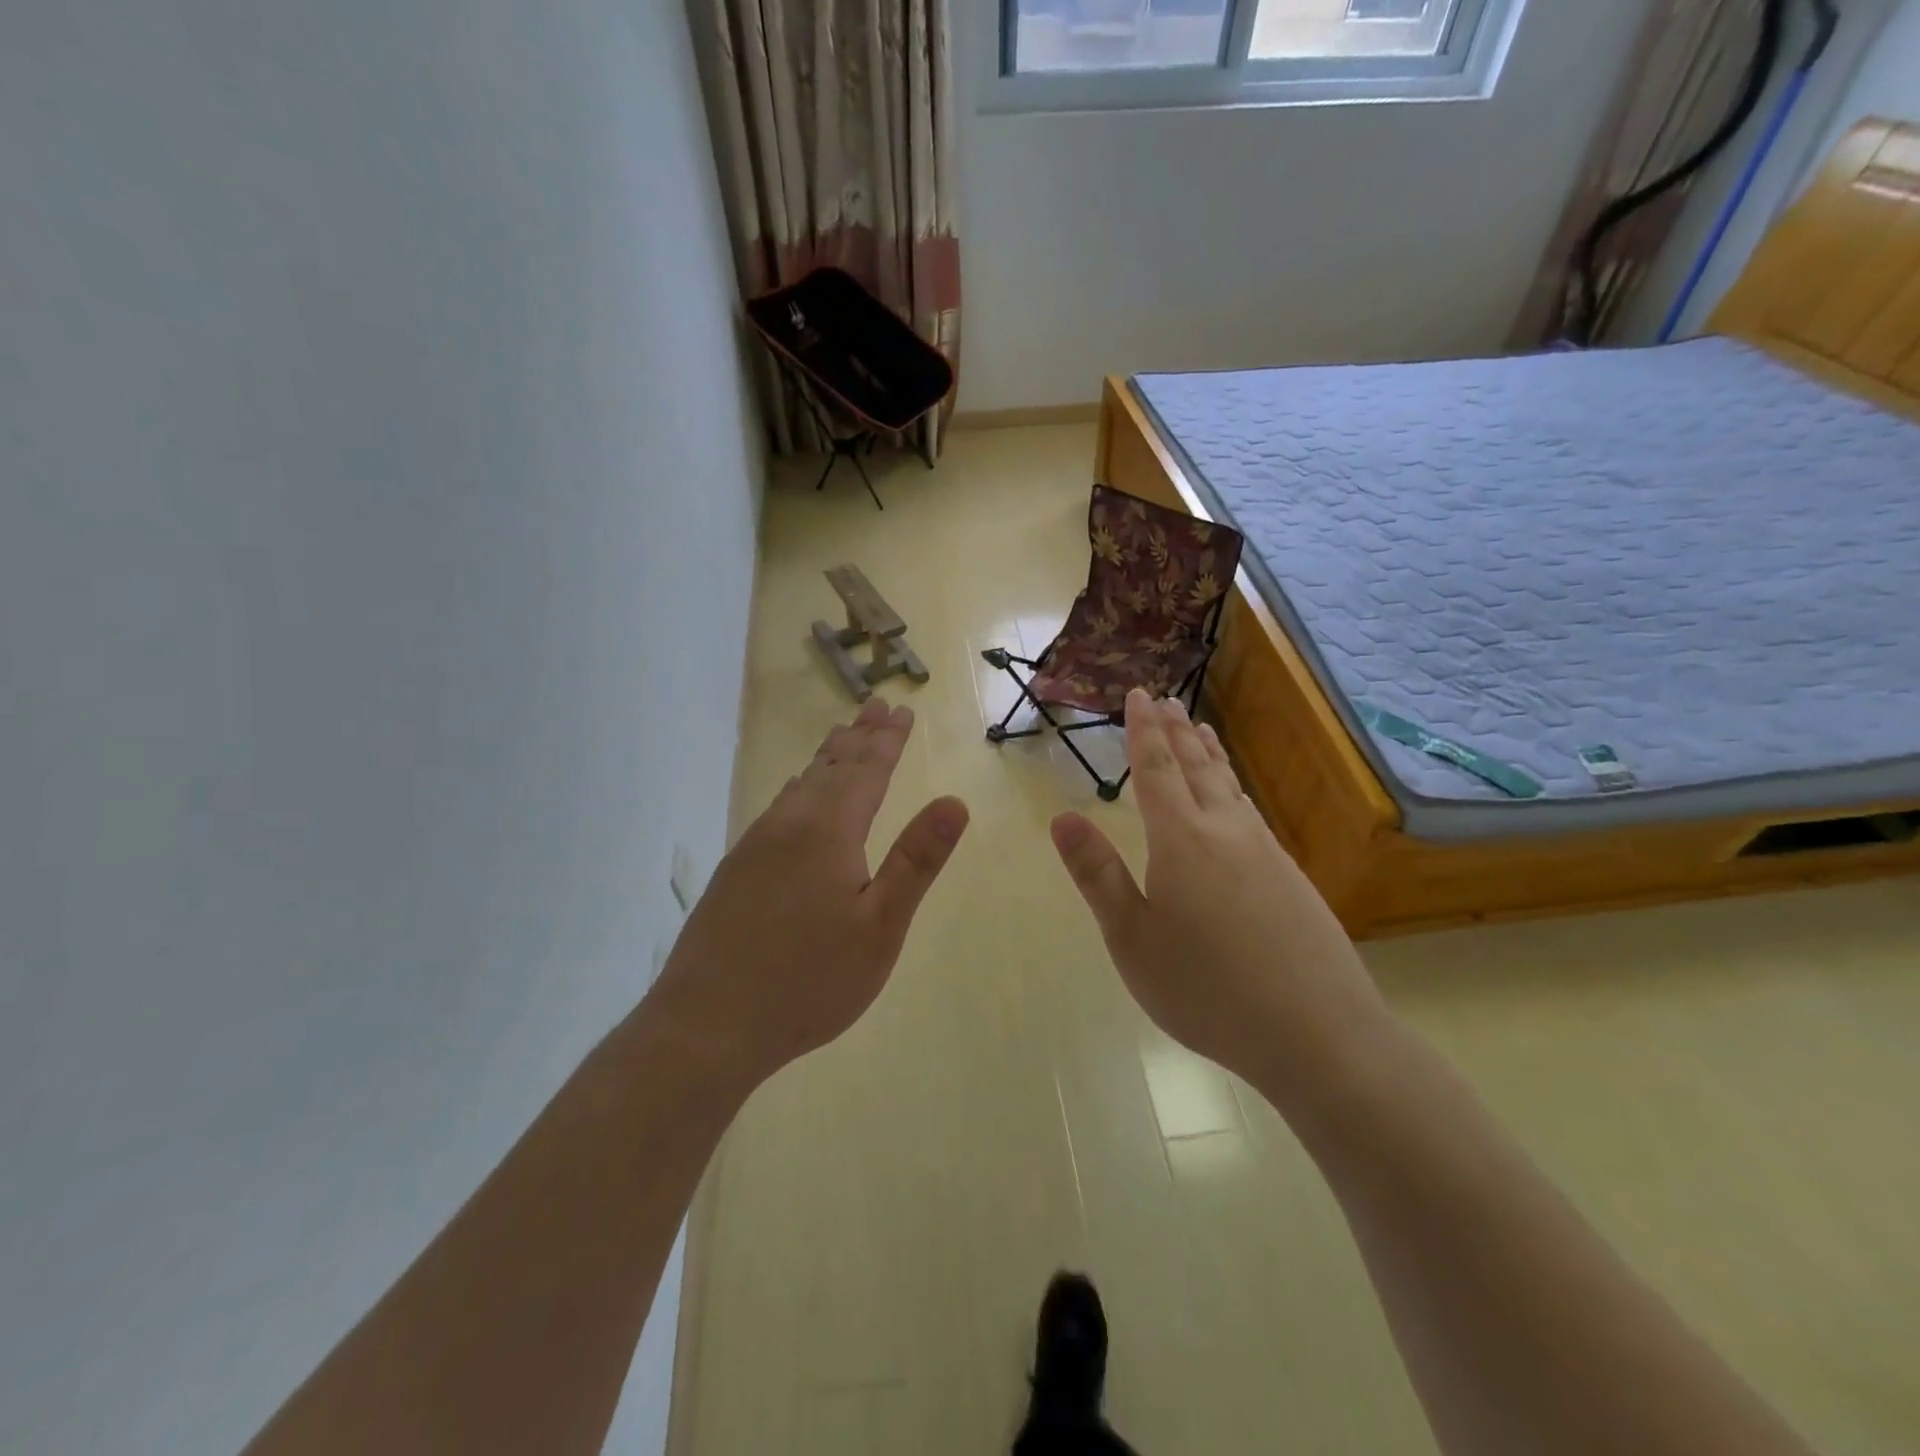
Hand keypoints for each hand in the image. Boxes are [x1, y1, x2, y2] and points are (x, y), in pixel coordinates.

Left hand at [645, 699, 968, 1089]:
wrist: (706, 1024)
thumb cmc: (809, 980)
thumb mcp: (880, 927)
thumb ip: (916, 861)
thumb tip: (955, 802)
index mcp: (829, 832)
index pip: (867, 771)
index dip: (887, 740)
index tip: (902, 711)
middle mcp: (789, 825)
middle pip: (830, 767)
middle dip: (859, 736)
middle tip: (875, 706)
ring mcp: (756, 845)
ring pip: (800, 784)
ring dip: (827, 756)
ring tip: (842, 736)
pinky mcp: (737, 869)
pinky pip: (779, 806)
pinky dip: (801, 785)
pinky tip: (797, 793)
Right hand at [1049, 689, 1386, 1099]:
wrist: (1318, 1033)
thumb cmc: (1206, 989)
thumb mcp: (1132, 939)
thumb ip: (1098, 875)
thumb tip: (1061, 818)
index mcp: (1181, 840)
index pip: (1156, 770)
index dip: (1143, 731)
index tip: (1138, 693)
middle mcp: (1226, 831)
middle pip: (1197, 767)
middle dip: (1176, 731)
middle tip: (1165, 699)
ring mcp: (1265, 852)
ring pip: (1230, 787)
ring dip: (1210, 754)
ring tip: (1201, 730)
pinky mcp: (1291, 877)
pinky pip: (1251, 812)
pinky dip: (1234, 789)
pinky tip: (1236, 800)